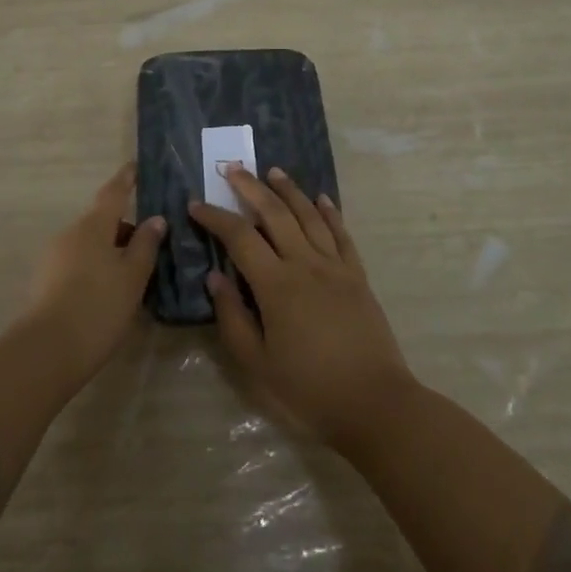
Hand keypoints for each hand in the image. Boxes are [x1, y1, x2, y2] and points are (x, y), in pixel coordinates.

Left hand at [24, 163, 163, 386]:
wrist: (46, 352)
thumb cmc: (98, 307)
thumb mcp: (133, 276)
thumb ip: (146, 245)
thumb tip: (155, 219)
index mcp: (93, 226)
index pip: (113, 193)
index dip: (126, 179)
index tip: (135, 166)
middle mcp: (70, 234)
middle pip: (101, 222)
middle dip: (124, 229)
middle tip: (150, 245)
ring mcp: (53, 258)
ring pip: (90, 245)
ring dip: (111, 252)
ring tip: (134, 276)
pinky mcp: (45, 283)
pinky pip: (78, 264)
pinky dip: (96, 269)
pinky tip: (110, 294)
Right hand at [189, 165, 412, 452]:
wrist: (374, 403)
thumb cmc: (308, 389)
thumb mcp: (257, 364)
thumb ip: (233, 317)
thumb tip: (215, 278)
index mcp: (276, 284)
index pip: (239, 237)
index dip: (215, 218)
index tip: (196, 204)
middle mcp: (305, 264)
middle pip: (275, 214)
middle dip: (251, 188)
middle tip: (234, 169)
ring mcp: (335, 267)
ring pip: (309, 216)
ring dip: (290, 190)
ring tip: (273, 171)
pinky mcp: (357, 276)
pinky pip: (341, 234)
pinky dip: (330, 212)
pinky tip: (321, 199)